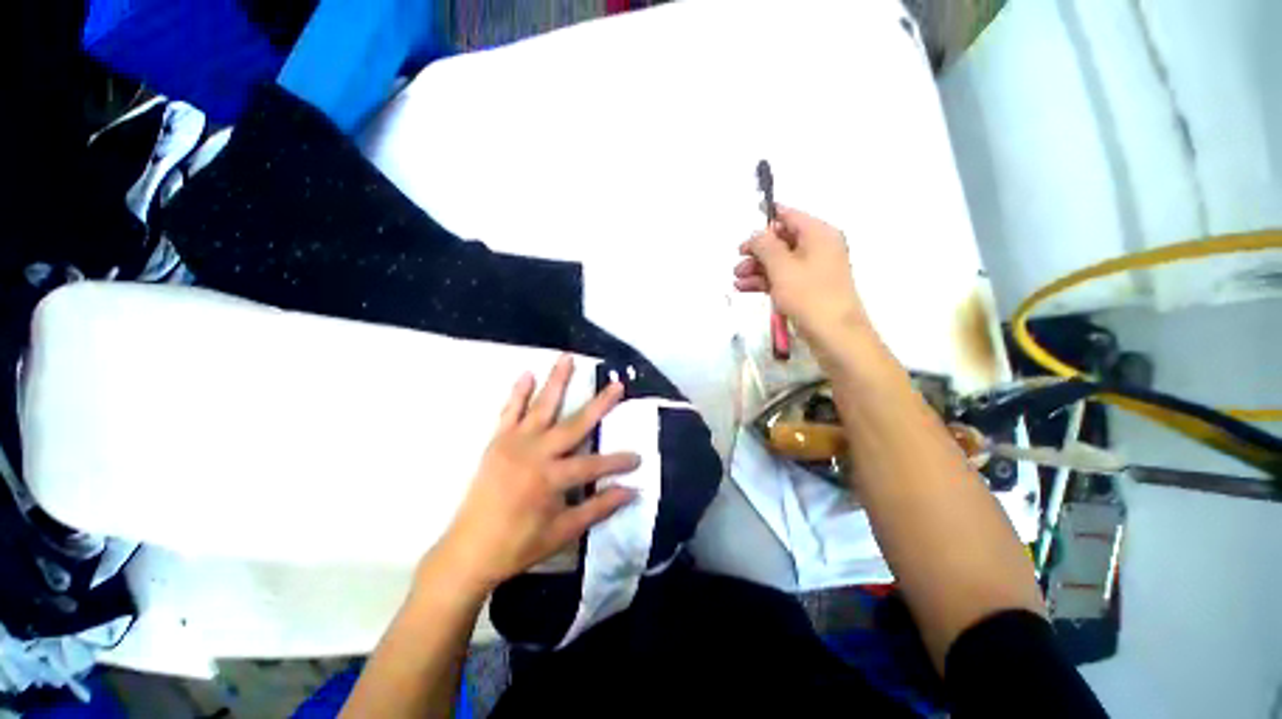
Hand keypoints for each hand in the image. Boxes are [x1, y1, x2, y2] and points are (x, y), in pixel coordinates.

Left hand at [428, 355, 639, 594]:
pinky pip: (508, 412)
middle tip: (617, 385)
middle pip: (574, 423)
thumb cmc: (519, 545)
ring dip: (556, 381)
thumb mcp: (564, 531)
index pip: (594, 464)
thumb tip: (632, 492)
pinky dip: (518, 393)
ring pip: (541, 407)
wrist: (468, 551)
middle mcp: (535, 453)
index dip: (618, 462)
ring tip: (567, 358)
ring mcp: (514, 443)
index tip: (639, 458)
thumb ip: (599, 508)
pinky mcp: (497, 442)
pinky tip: (527, 374)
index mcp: (551, 477)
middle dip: (599, 404)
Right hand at [734, 205, 870, 345]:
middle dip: (757, 252)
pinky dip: (765, 281)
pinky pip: (784, 278)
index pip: (789, 216)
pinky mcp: (809, 289)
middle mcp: (819, 248)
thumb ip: (765, 245)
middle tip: (737, 262)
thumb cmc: (808, 295)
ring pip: (780, 262)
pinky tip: (745, 288)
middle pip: (782, 241)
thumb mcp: (781, 266)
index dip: (766, 219)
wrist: (834, 334)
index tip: (745, 228)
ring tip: (736, 279)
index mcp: (818, 234)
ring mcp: (814, 270)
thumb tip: (756, 234)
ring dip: (757, 269)